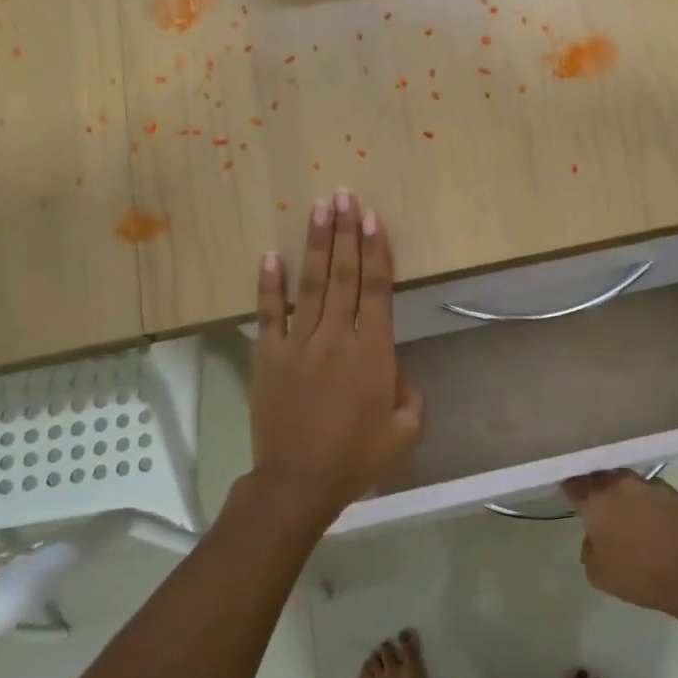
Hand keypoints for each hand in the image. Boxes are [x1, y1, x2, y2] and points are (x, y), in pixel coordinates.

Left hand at [250, 190, 423, 528]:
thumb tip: (395, 371)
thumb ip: (410, 394)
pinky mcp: (268, 356)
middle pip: (344, 276)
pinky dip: (269, 284)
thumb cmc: (356, 458)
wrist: (298, 482)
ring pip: (310, 285)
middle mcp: (336, 338)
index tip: (373, 219)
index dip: (377, 251)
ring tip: (319, 208)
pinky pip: (269, 313)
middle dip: (346, 233)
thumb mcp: (405, 431)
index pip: (377, 290)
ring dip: (316, 244)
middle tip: (345, 196)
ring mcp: (298, 344)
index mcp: (373, 353)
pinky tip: (271, 255)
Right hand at [563, 470, 677, 614]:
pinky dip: (645, 499)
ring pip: (626, 479)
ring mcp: (648, 484)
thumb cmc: (638, 575)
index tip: (571, 498)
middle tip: (597, 504)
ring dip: (621, 490)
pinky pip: (650, 489)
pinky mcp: (672, 491)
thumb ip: (588, 547)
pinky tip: (651, 516)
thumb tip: (594, 536)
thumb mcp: (597, 573)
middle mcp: (619, 485)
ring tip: (625, 509)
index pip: (573, 484)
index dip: (570, 489)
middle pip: (600, 475)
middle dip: (595, 486)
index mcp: (596, 501)